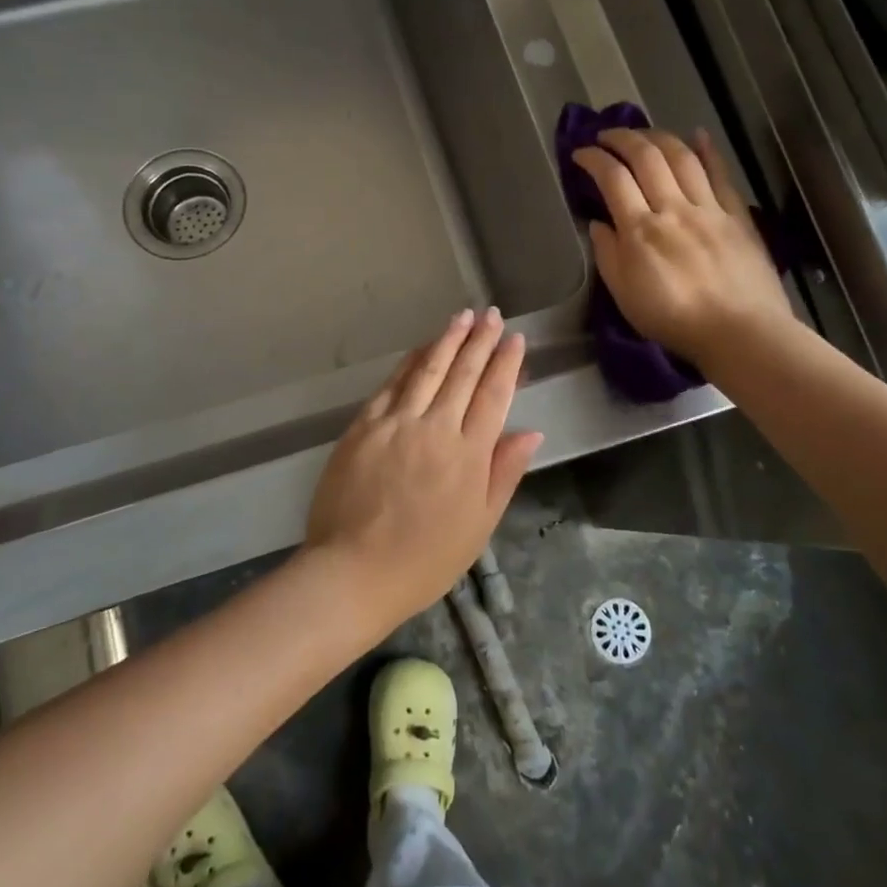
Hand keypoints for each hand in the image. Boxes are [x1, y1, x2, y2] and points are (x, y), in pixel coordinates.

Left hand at [305, 309, 542, 630]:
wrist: (354, 571)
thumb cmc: (425, 560)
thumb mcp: (479, 526)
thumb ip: (504, 473)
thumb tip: (532, 432)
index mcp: (469, 455)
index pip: (493, 395)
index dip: (506, 364)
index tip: (515, 339)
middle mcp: (435, 428)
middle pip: (462, 374)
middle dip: (480, 341)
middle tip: (492, 315)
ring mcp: (396, 423)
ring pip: (427, 370)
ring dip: (447, 340)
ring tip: (463, 317)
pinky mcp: (364, 425)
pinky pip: (392, 384)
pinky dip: (410, 362)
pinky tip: (421, 347)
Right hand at [571, 128, 795, 370]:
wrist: (741, 333)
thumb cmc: (675, 321)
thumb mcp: (625, 296)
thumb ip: (608, 256)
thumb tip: (597, 224)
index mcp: (641, 230)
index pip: (612, 178)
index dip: (593, 159)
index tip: (580, 153)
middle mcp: (673, 208)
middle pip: (646, 157)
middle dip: (622, 138)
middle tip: (606, 135)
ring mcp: (708, 208)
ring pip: (682, 157)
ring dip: (658, 137)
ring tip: (643, 134)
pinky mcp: (737, 215)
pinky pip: (720, 174)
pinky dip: (708, 150)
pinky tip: (697, 135)